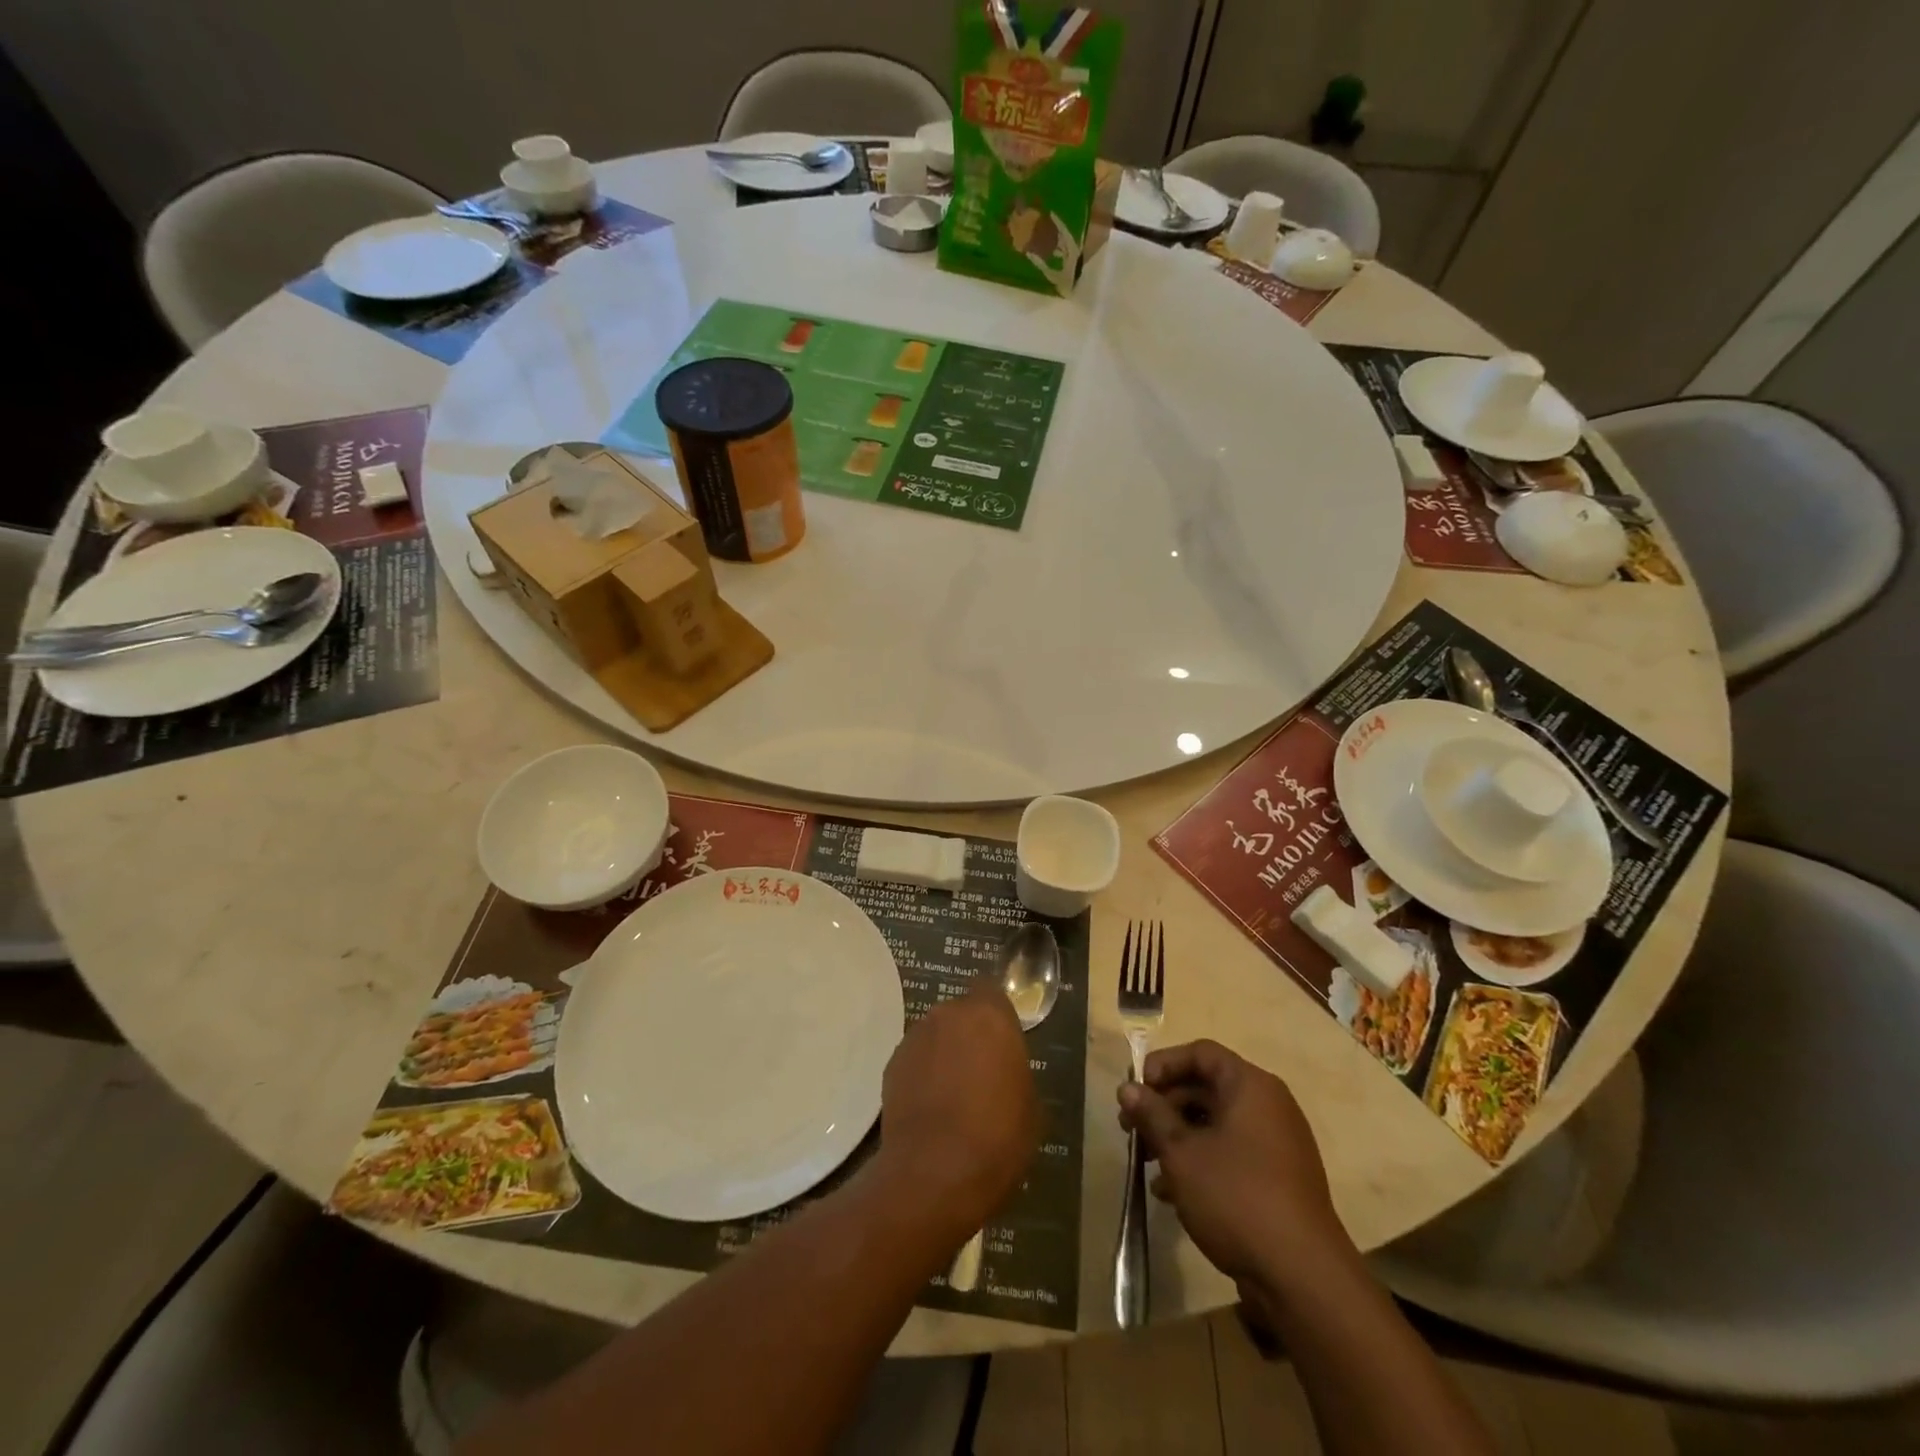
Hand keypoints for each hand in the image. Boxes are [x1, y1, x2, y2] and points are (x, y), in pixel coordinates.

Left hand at [878, 980, 1037, 1238]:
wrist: (934, 1173)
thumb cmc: (997, 1136)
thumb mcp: (1030, 1105)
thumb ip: (1015, 1071)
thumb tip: (1004, 1072)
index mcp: (989, 1015)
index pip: (992, 991)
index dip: (997, 1015)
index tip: (1004, 1041)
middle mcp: (948, 1014)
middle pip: (961, 1013)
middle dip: (970, 1035)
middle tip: (981, 1070)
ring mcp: (915, 1037)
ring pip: (936, 1035)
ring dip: (944, 1053)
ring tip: (953, 1094)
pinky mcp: (891, 1064)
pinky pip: (915, 1060)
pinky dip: (923, 1074)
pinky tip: (930, 1107)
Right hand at [1117, 1039, 1349, 1287]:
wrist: (1302, 1277)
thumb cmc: (1236, 1197)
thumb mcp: (1182, 1152)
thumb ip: (1152, 1114)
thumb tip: (1128, 1088)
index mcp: (1251, 1086)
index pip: (1200, 1053)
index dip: (1163, 1065)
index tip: (1136, 1091)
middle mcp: (1268, 1105)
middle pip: (1206, 1087)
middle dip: (1164, 1106)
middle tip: (1131, 1130)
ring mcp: (1276, 1144)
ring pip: (1215, 1123)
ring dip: (1177, 1137)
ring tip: (1146, 1164)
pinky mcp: (1277, 1179)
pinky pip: (1231, 1152)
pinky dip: (1200, 1161)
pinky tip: (1170, 1192)